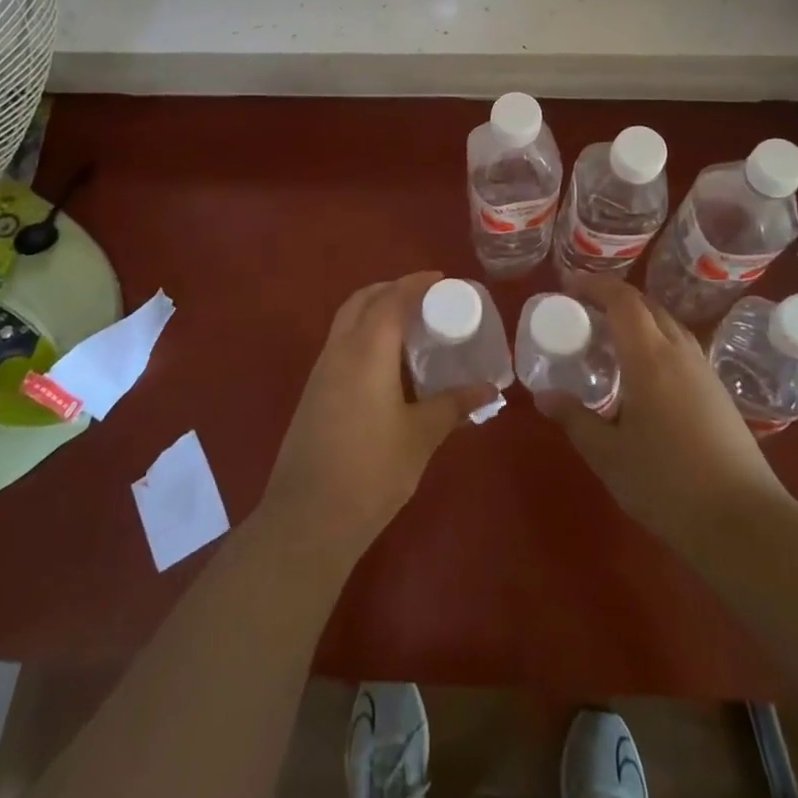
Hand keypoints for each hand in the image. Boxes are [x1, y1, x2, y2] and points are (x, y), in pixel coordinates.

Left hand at [260, 273, 495, 566]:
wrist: (308, 518)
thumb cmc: (372, 470)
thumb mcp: (421, 436)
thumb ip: (453, 406)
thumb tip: (489, 390)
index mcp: (367, 350)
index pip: (392, 299)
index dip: (416, 283)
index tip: (441, 279)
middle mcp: (340, 350)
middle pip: (362, 300)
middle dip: (391, 289)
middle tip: (424, 297)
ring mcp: (321, 371)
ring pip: (346, 321)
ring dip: (373, 310)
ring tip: (408, 326)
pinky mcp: (312, 393)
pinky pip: (340, 344)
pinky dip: (362, 335)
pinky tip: (384, 364)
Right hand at [541, 281, 792, 560]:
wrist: (745, 524)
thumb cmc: (668, 485)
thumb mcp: (609, 456)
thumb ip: (575, 419)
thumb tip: (543, 396)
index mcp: (650, 359)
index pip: (622, 301)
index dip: (594, 285)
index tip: (567, 284)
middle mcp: (680, 354)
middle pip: (647, 306)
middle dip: (613, 298)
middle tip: (582, 309)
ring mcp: (704, 371)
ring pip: (667, 325)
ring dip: (637, 318)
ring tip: (610, 336)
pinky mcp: (718, 392)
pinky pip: (681, 347)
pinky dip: (655, 340)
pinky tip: (643, 372)